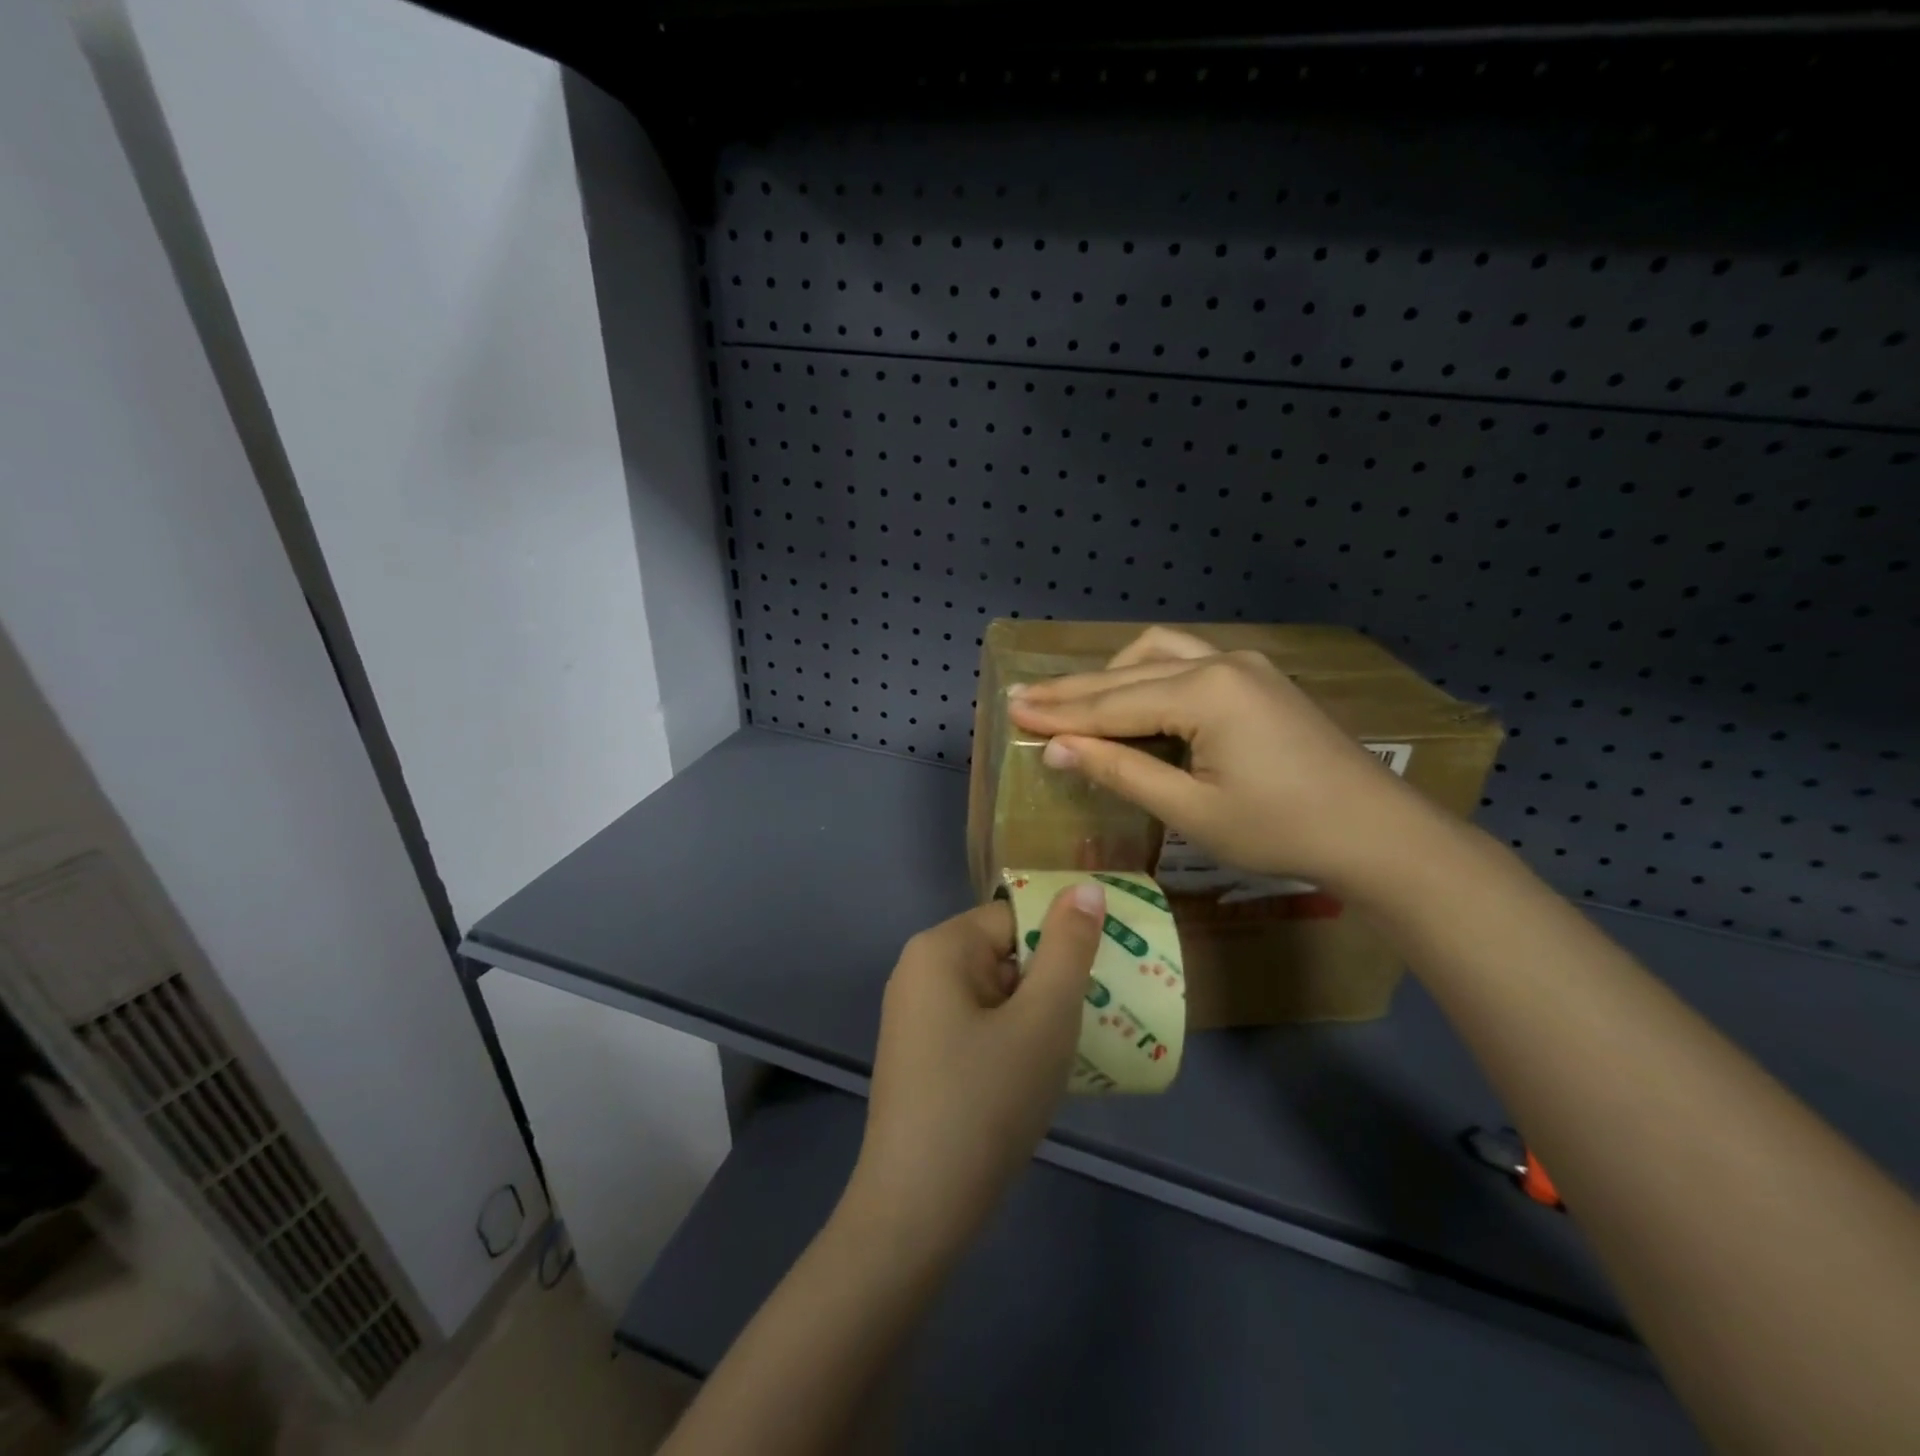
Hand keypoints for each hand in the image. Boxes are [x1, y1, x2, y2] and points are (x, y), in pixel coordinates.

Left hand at [847, 886, 1104, 1259]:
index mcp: (940, 948)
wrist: (917, 1212)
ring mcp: (914, 1017)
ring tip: (1076, 1051)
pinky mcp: (919, 1058)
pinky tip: (1037, 1078)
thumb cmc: (986, 1101)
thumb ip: (1069, 948)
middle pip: (1003, 954)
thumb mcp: (1044, 1020)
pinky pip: (977, 1027)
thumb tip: (1086, 887)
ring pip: (994, 995)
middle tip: (1097, 1019)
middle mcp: (918, 972)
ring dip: (1037, 1016)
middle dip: (1052, 983)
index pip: (1016, 918)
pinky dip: (1011, 1041)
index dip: (1063, 943)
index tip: (1102, 980)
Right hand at [1006, 626, 1439, 896]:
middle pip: (1128, 673)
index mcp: (1204, 693)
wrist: (1378, 833)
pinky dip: (1149, 677)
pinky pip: (1187, 662)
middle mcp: (1220, 663)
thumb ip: (1122, 770)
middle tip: (1025, 699)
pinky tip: (1136, 699)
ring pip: (1158, 654)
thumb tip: (1058, 748)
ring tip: (1077, 703)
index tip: (1013, 710)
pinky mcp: (1259, 679)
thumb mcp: (1192, 810)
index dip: (1059, 712)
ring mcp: (1245, 666)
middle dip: (1074, 690)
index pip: (1111, 702)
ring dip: (1113, 676)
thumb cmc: (1281, 830)